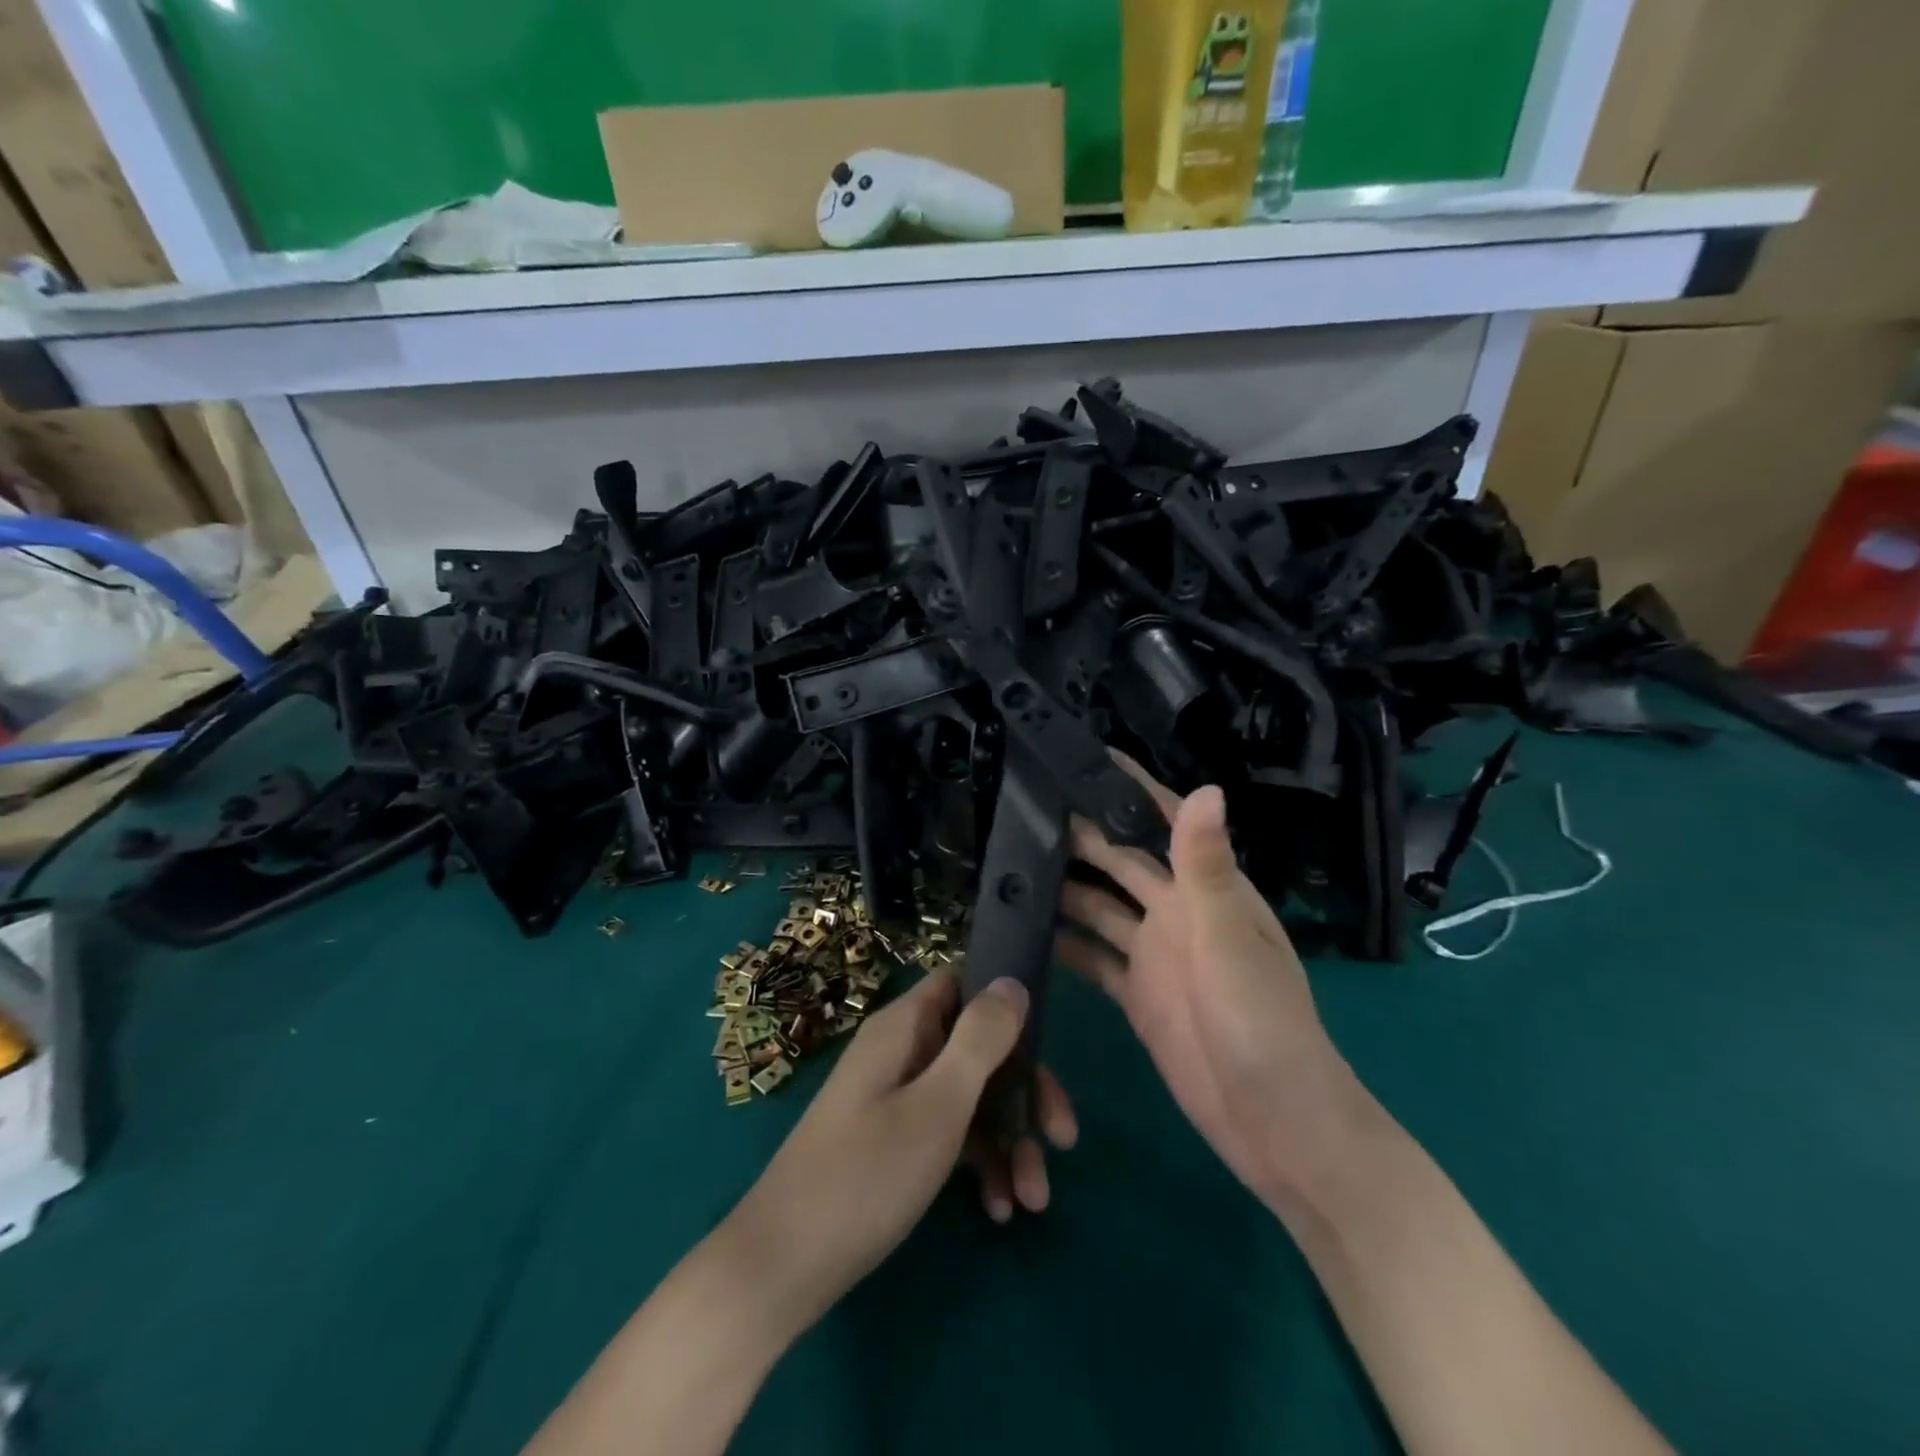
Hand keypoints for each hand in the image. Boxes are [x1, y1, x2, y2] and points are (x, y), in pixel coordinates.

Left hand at [723, 971, 1076, 1338]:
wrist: (781, 1266)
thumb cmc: (866, 1175)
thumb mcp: (937, 1106)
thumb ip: (980, 1040)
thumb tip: (1012, 980)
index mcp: (905, 1027)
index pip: (964, 983)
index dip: (1006, 1004)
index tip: (1047, 1043)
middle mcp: (902, 1051)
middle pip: (977, 1047)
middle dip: (1023, 1092)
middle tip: (1062, 1139)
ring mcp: (896, 1097)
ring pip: (969, 1097)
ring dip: (1007, 1141)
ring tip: (1032, 1200)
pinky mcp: (893, 1140)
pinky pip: (947, 1133)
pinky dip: (977, 1164)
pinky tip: (998, 1208)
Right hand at [1054, 756, 1361, 1203]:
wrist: (1277, 1127)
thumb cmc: (1264, 1026)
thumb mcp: (1231, 943)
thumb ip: (1207, 868)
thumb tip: (1205, 786)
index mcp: (1206, 890)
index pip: (1164, 821)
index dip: (1128, 787)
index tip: (1081, 756)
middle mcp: (1176, 912)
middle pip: (1120, 859)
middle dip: (1080, 831)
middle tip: (1022, 806)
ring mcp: (1153, 954)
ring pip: (1098, 905)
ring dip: (1063, 885)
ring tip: (1010, 863)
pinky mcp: (1135, 993)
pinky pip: (1092, 955)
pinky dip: (1064, 942)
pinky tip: (1027, 929)